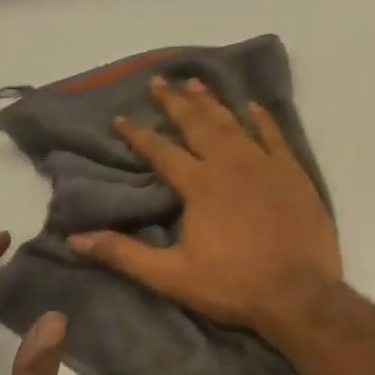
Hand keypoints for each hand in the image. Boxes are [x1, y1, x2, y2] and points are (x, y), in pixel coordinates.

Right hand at [68, 76, 340, 336]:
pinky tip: (253, 107)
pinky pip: (275, 137)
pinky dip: (263, 120)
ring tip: (196, 84)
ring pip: (233, 124)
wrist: (298, 293)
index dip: (137, 134)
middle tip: (159, 81)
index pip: (160, 151)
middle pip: (197, 125)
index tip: (120, 117)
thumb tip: (76, 238)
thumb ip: (124, 254)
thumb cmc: (233, 285)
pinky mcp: (293, 174)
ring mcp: (265, 165)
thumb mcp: (172, 276)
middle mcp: (230, 165)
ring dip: (212, 103)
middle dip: (175, 102)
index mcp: (199, 185)